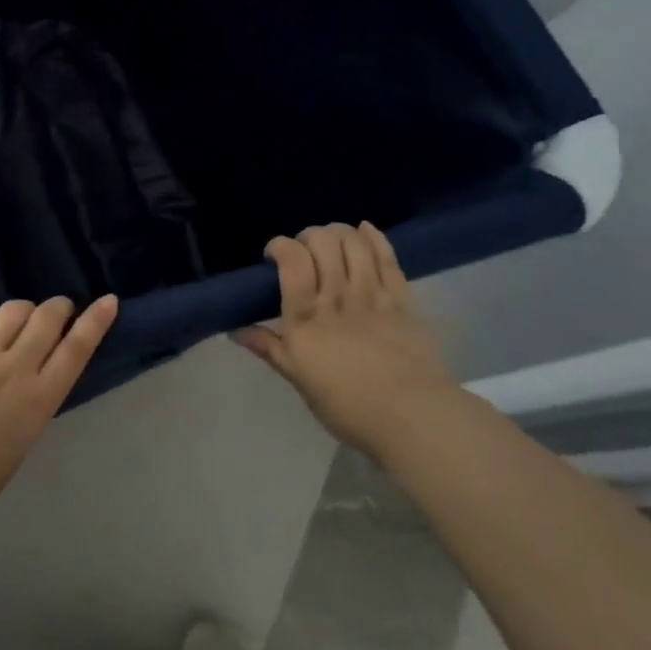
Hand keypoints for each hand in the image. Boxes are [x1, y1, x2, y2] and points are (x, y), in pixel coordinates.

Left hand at [0, 295, 118, 528]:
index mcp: (38, 401)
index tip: (108, 301)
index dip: (95, 322)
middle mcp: (14, 369)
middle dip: (59, 308)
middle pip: (47, 319)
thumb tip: (28, 384)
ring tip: (21, 318)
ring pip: (13, 310)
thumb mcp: (16, 446)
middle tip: (60, 309)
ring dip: (24, 310)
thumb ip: (27, 409)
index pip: (76, 350)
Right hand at [234, 224, 453, 456]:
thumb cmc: (348, 406)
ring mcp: (373, 296)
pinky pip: (388, 259)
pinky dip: (374, 238)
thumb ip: (270, 348)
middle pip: (323, 243)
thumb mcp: (299, 379)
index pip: (292, 261)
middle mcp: (337, 297)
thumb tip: (235, 331)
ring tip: (331, 240)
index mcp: (306, 317)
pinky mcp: (402, 301)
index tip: (273, 256)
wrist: (415, 419)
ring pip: (355, 244)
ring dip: (339, 232)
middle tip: (304, 251)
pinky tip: (365, 229)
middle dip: (308, 235)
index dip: (280, 246)